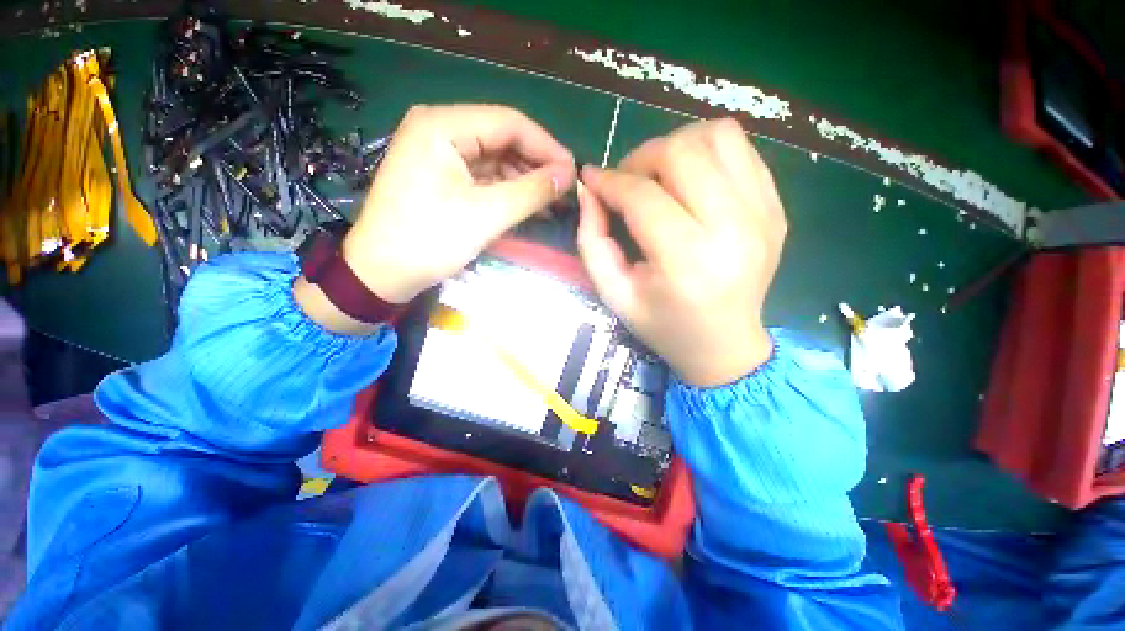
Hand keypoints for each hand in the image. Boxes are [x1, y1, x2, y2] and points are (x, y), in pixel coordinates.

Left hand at [294, 104, 574, 334]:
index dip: (546, 146)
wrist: (381, 274)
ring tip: (554, 202)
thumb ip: (531, 191)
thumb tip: (569, 175)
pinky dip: (508, 191)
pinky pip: (484, 177)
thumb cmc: (429, 241)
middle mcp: (440, 129)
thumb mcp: (486, 215)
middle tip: (565, 191)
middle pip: (502, 139)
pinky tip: (530, 205)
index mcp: (442, 126)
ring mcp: (439, 154)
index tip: (573, 172)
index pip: (509, 122)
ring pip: (496, 160)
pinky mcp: (442, 176)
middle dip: (537, 165)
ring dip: (525, 180)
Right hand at [576, 119, 785, 386]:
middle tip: (626, 180)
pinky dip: (708, 153)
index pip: (643, 196)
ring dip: (678, 146)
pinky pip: (742, 152)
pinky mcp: (776, 208)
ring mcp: (763, 214)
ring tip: (659, 174)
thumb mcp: (614, 294)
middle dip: (642, 157)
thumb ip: (592, 242)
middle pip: (683, 154)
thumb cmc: (663, 326)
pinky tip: (691, 181)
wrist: (725, 345)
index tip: (592, 180)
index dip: (610, 181)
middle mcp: (733, 230)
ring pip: (718, 137)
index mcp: (687, 261)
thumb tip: (588, 191)